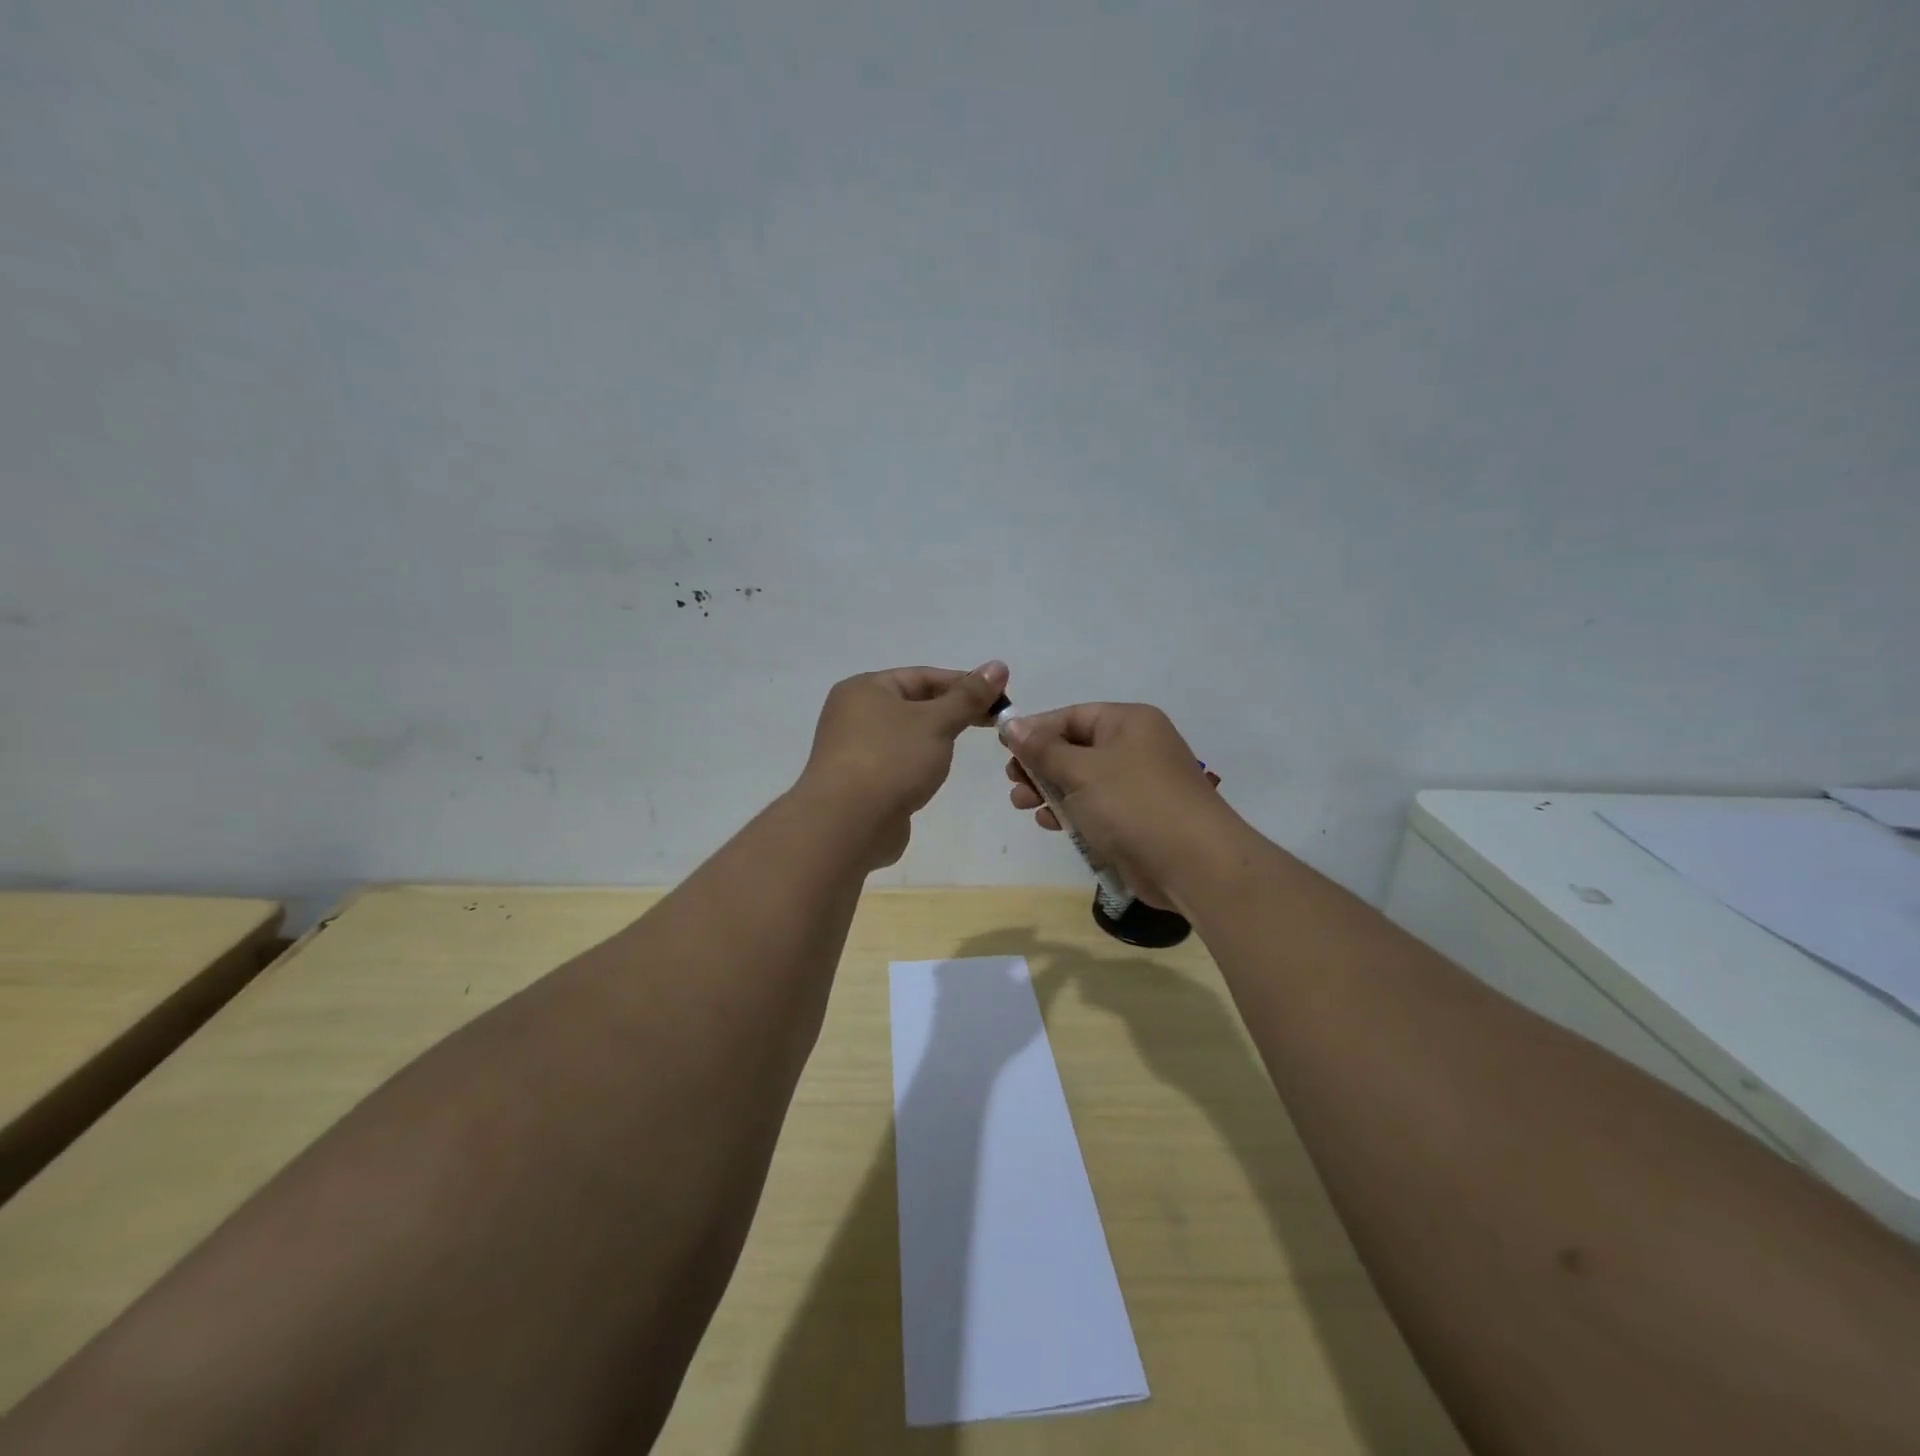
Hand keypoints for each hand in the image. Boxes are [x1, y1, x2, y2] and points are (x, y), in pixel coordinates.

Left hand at [801, 661, 1010, 868]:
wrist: (847, 825)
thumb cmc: (891, 760)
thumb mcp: (936, 722)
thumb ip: (968, 697)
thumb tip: (998, 666)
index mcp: (864, 689)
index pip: (922, 676)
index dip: (963, 683)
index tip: (999, 698)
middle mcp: (853, 714)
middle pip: (912, 703)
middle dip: (951, 711)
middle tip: (991, 723)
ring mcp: (853, 750)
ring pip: (905, 735)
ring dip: (934, 739)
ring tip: (963, 747)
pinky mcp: (860, 782)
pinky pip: (896, 762)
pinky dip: (918, 763)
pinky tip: (935, 774)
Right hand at [1002, 703, 1238, 908]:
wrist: (1193, 863)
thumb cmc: (1133, 804)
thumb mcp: (1081, 771)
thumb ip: (1043, 749)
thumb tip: (1011, 724)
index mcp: (1128, 722)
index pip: (1072, 716)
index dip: (1036, 730)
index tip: (1003, 748)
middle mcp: (1135, 747)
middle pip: (1075, 748)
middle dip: (1039, 765)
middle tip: (1013, 781)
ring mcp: (1137, 784)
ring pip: (1082, 780)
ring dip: (1050, 790)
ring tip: (1022, 804)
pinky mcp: (1136, 818)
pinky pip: (1094, 807)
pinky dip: (1071, 812)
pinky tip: (1049, 823)